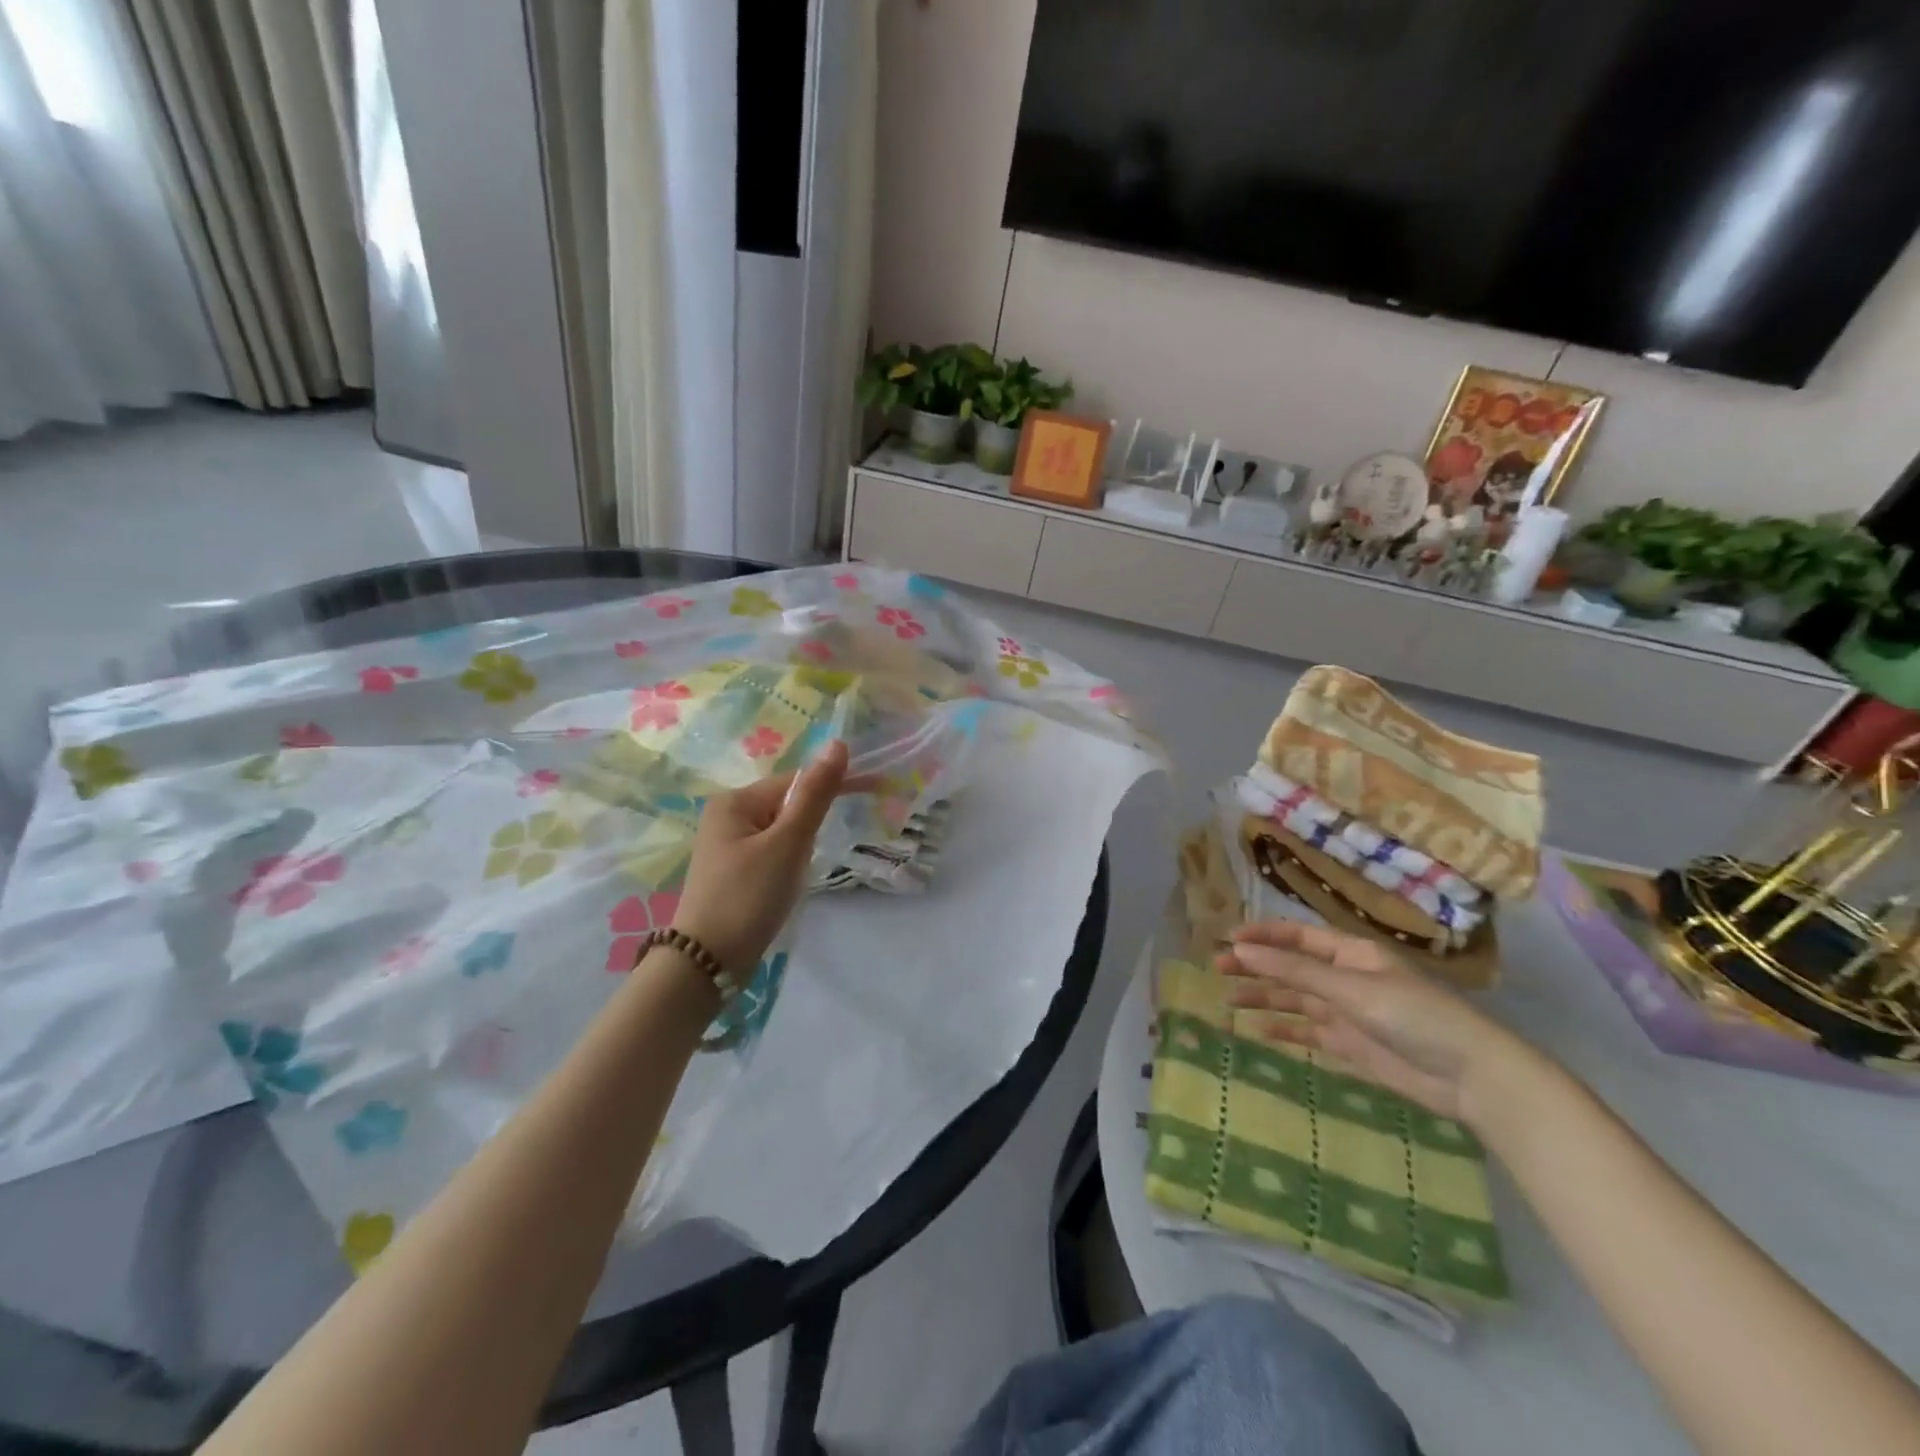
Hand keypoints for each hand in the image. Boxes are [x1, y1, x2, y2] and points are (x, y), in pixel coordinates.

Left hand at [670, 741, 856, 973]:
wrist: (707, 964)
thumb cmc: (749, 896)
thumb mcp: (788, 843)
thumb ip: (815, 794)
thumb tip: (838, 744)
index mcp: (735, 801)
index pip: (796, 780)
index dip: (834, 785)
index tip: (876, 790)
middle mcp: (727, 815)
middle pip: (788, 805)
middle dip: (811, 827)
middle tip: (812, 859)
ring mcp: (727, 845)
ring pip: (783, 832)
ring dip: (800, 848)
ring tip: (794, 878)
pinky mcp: (732, 872)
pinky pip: (772, 852)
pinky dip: (787, 863)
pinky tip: (785, 885)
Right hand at [1217, 919, 1543, 1128]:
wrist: (1473, 1078)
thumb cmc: (1416, 1017)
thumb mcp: (1351, 989)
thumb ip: (1295, 972)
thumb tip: (1242, 950)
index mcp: (1351, 953)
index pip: (1297, 936)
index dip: (1262, 935)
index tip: (1226, 939)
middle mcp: (1346, 978)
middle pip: (1291, 967)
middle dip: (1256, 966)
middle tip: (1216, 968)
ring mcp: (1348, 1012)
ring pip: (1295, 999)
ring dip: (1263, 997)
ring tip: (1227, 1000)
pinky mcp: (1352, 1045)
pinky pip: (1309, 1032)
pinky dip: (1284, 1029)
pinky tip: (1258, 1031)